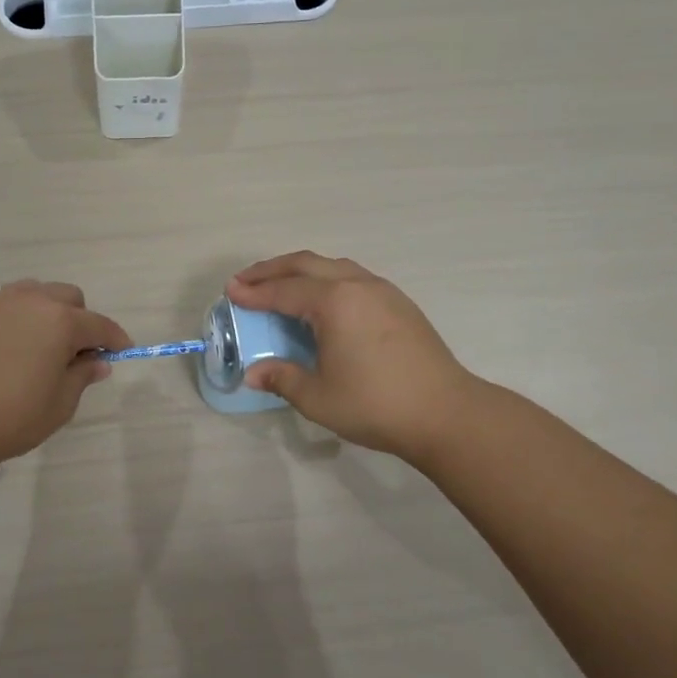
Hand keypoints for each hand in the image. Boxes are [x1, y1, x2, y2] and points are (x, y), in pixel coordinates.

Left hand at [0, 280, 129, 475]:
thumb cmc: (12, 417)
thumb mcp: (60, 403)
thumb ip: (83, 375)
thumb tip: (98, 361)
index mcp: (60, 321)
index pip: (99, 324)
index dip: (115, 339)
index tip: (123, 352)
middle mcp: (32, 301)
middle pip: (70, 298)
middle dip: (82, 321)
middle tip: (79, 355)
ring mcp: (0, 304)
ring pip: (39, 293)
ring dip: (52, 312)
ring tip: (47, 347)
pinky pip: (12, 304)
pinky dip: (25, 316)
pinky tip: (19, 347)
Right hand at [227, 252, 480, 466]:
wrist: (446, 413)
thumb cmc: (376, 404)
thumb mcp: (318, 397)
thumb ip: (282, 378)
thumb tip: (254, 373)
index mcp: (334, 302)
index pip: (283, 291)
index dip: (253, 292)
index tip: (230, 291)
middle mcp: (357, 285)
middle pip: (306, 264)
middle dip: (272, 270)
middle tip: (246, 280)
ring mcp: (382, 291)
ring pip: (333, 266)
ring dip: (301, 271)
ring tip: (280, 285)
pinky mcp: (399, 303)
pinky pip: (352, 277)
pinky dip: (326, 279)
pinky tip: (323, 301)